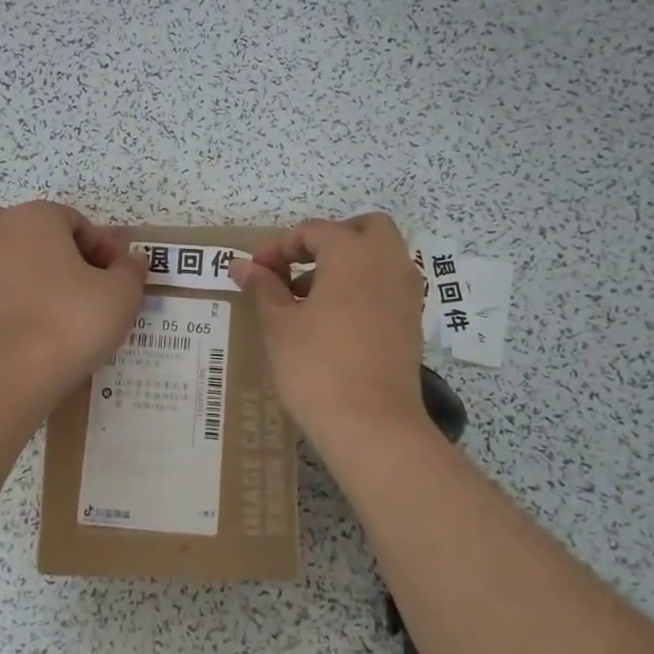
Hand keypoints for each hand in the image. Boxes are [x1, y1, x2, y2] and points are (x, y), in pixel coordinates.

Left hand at [0, 201, 145, 399]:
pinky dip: (32, 301)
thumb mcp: (121, 293)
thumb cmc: (71, 318)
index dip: (105, 250)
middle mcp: (2, 231)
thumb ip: (131, 270)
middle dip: (74, 259)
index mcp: (36, 215)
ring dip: (52, 280)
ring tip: (78, 314)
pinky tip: (53, 328)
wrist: (12, 370)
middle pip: (48, 238)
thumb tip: (131, 260)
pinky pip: (14, 290)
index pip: (79, 222)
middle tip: (99, 293)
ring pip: (28, 263)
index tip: (120, 280)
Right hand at [233, 214, 428, 440]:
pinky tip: (335, 322)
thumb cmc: (317, 366)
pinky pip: (388, 286)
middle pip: (363, 229)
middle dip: (328, 240)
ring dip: (347, 264)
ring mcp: (406, 291)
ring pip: (380, 257)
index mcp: (353, 252)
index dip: (278, 246)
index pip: (313, 231)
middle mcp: (387, 261)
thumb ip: (262, 287)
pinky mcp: (412, 321)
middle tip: (297, 268)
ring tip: (308, 300)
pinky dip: (364, 288)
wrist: (372, 424)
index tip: (255, 270)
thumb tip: (241, 265)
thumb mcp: (279, 324)